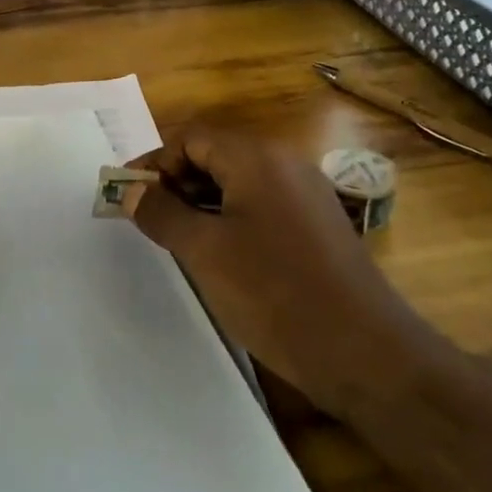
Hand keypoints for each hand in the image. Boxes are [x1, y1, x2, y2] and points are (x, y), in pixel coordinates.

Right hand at [129, 126, 417, 397]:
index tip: (125, 195)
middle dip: (174, 182)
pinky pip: (261, 206)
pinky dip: (229, 218)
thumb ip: (162, 214)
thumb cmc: (274, 293)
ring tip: (172, 237)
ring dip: (199, 201)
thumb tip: (131, 191)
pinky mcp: (316, 226)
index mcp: (257, 158)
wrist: (365, 353)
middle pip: (215, 155)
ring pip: (237, 183)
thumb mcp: (204, 251)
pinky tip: (215, 253)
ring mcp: (306, 195)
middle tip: (144, 218)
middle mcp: (285, 164)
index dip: (154, 163)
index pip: (191, 138)